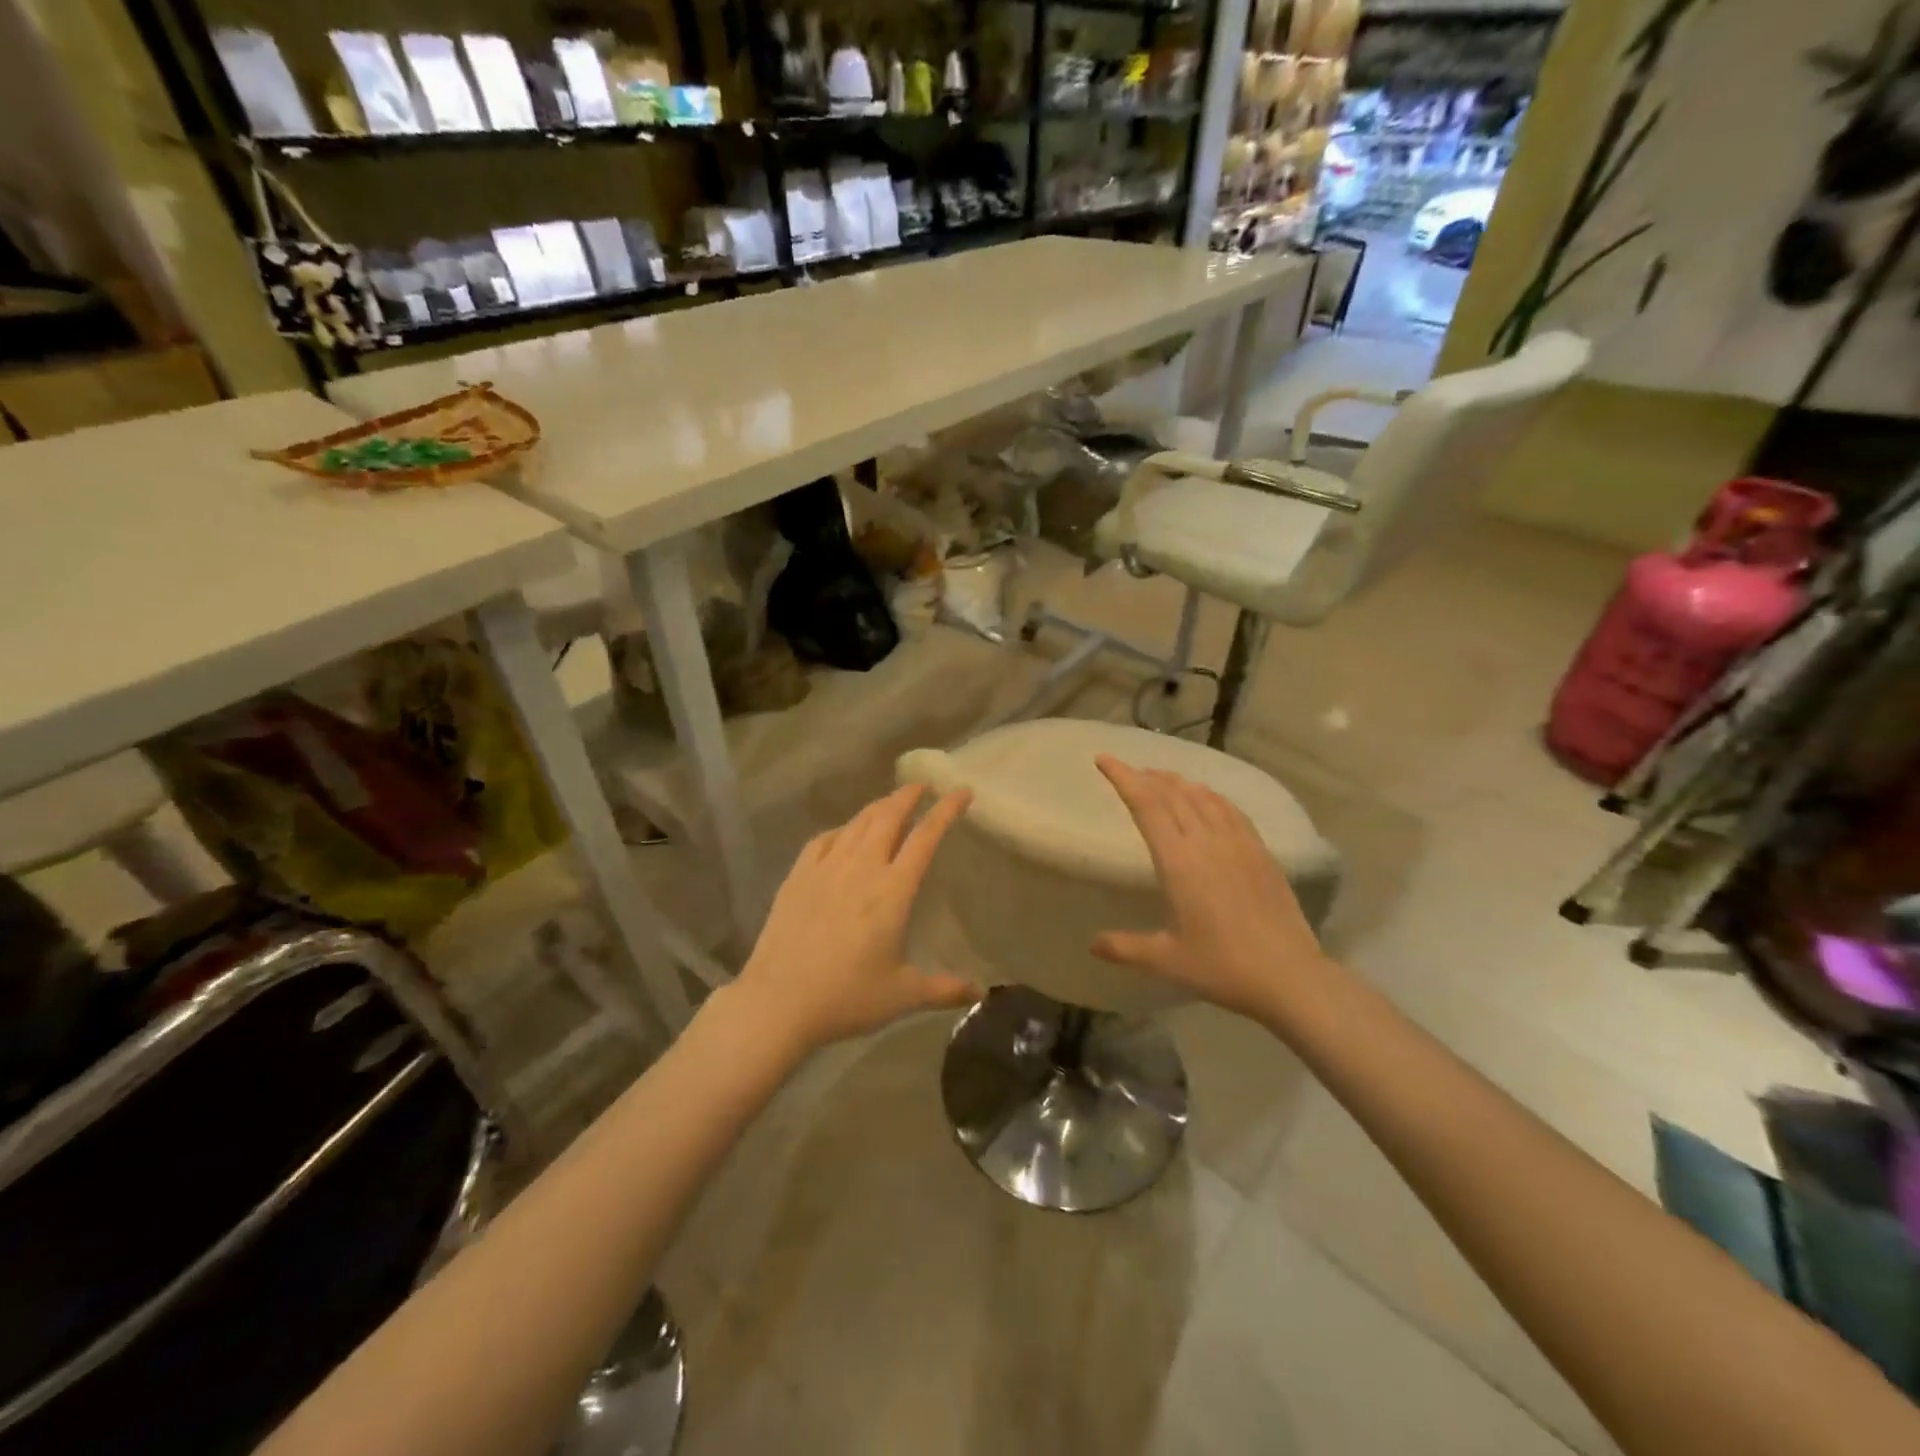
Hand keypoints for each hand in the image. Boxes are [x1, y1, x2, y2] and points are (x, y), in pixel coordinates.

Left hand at [733, 785, 982, 1053]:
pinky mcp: (797, 877)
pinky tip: (843, 834)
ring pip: (857, 823)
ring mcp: (825, 868)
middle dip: (908, 796)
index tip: (961, 791)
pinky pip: (824, 839)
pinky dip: (841, 829)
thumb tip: (980, 992)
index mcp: (893, 890)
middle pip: (888, 816)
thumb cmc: (846, 997)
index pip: (925, 837)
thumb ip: (944, 989)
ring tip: (890, 803)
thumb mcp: (902, 996)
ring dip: (878, 807)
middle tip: (922, 786)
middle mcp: (861, 868)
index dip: (946, 810)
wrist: (777, 1002)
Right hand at [1092, 755, 1337, 1021]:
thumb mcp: (1167, 960)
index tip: (1104, 760)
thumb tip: (1092, 944)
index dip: (1123, 778)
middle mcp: (1207, 841)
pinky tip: (1207, 799)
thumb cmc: (1222, 967)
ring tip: (1161, 779)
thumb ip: (1125, 948)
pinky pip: (1230, 810)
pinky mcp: (1261, 851)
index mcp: (1179, 861)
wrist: (1289, 976)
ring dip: (1177, 782)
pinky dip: (1210, 796)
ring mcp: (1238, 843)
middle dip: (1146, 776)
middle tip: (1128, 770)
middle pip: (1172, 793)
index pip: (1146, 805)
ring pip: (1202, 796)